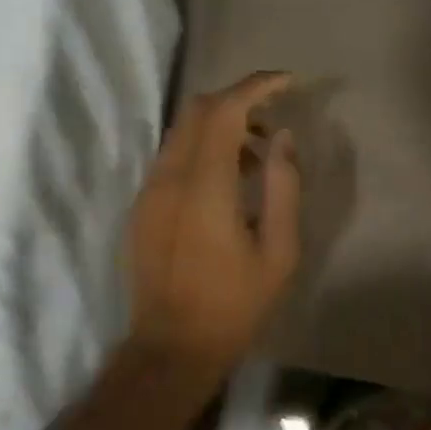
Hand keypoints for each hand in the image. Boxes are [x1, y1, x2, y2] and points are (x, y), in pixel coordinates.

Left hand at [125, 72, 301, 372]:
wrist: (171, 347)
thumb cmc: (234, 304)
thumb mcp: (278, 251)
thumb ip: (283, 186)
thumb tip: (283, 138)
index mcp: (206, 186)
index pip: (225, 109)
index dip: (257, 86)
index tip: (288, 82)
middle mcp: (170, 176)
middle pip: (198, 109)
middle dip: (239, 100)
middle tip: (274, 120)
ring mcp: (150, 189)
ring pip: (183, 130)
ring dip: (220, 126)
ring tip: (258, 157)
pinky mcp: (142, 205)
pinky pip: (173, 156)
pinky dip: (202, 149)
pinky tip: (227, 182)